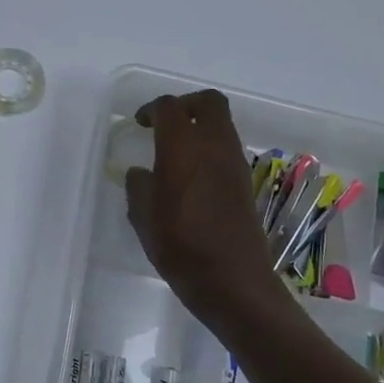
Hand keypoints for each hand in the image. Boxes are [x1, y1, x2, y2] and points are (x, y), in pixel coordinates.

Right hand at [124, 92, 286, 330]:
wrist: (232, 280)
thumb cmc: (180, 246)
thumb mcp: (143, 217)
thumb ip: (139, 186)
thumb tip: (141, 172)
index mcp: (183, 148)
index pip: (169, 108)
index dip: (151, 109)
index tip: (140, 123)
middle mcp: (214, 146)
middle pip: (208, 102)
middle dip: (185, 105)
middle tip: (165, 123)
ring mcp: (235, 163)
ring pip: (222, 124)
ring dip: (200, 126)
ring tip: (176, 151)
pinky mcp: (245, 182)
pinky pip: (227, 148)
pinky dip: (210, 149)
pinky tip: (191, 176)